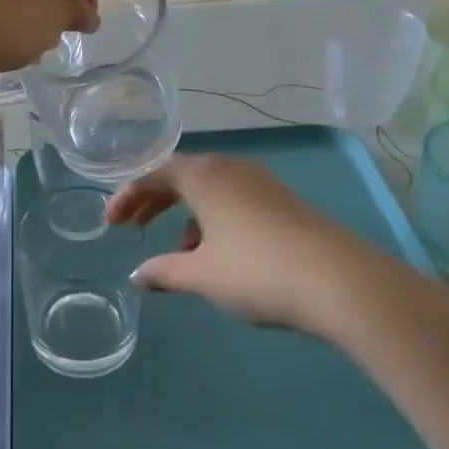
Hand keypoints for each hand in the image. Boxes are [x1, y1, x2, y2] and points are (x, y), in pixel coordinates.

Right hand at [105, 154, 404, 340]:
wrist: (338, 280)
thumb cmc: (256, 271)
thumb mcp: (201, 275)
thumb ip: (164, 271)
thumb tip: (138, 275)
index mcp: (204, 176)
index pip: (154, 173)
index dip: (127, 195)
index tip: (110, 223)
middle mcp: (231, 169)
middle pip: (181, 176)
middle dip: (153, 200)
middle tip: (132, 226)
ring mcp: (261, 183)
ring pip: (210, 189)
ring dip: (185, 214)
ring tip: (179, 251)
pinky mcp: (283, 202)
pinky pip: (234, 200)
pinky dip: (214, 220)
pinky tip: (219, 256)